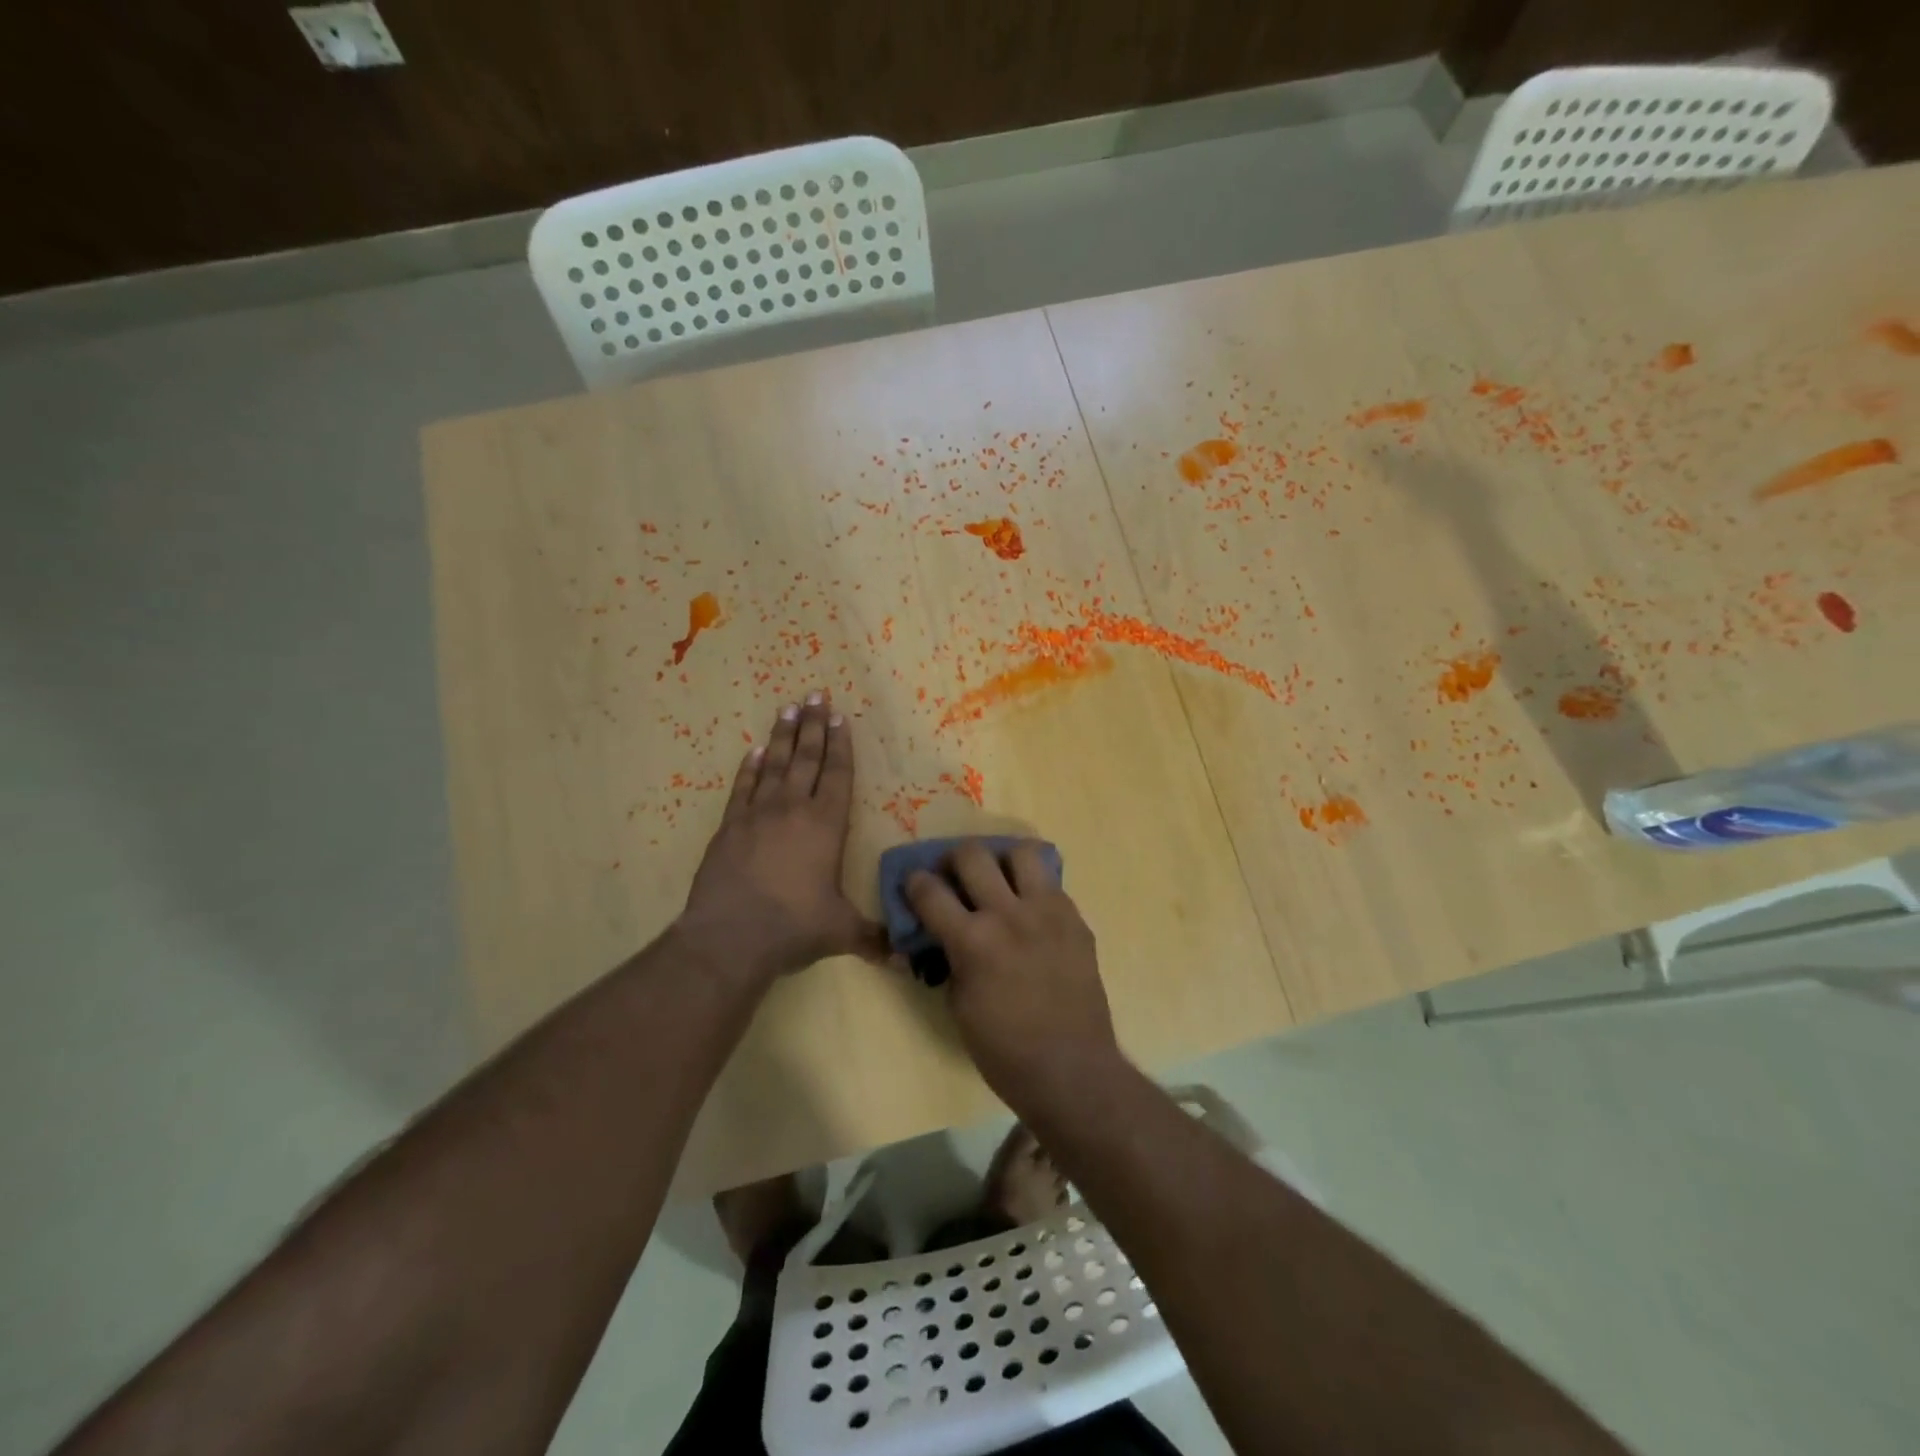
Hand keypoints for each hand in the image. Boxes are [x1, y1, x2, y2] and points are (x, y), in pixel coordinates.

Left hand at [679, 694, 885, 981]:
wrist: (730, 936)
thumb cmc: (794, 927)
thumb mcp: (841, 933)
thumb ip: (873, 938)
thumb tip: (906, 962)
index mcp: (826, 826)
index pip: (838, 776)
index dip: (841, 746)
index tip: (841, 717)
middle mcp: (793, 810)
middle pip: (806, 758)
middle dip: (814, 726)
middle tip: (816, 694)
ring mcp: (757, 815)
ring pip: (774, 765)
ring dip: (783, 736)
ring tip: (788, 708)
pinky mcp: (729, 827)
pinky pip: (742, 788)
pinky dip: (749, 768)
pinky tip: (753, 752)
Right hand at [905, 841, 1121, 1111]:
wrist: (1071, 1068)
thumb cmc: (1004, 1050)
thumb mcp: (958, 1006)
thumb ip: (948, 959)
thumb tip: (939, 936)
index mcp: (972, 941)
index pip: (929, 890)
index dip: (914, 884)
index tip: (914, 886)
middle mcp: (1008, 914)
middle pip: (972, 854)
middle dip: (954, 860)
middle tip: (955, 877)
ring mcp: (1047, 911)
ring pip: (1021, 852)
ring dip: (1002, 861)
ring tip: (999, 880)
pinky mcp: (1075, 919)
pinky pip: (1051, 883)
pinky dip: (1033, 888)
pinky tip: (1030, 912)